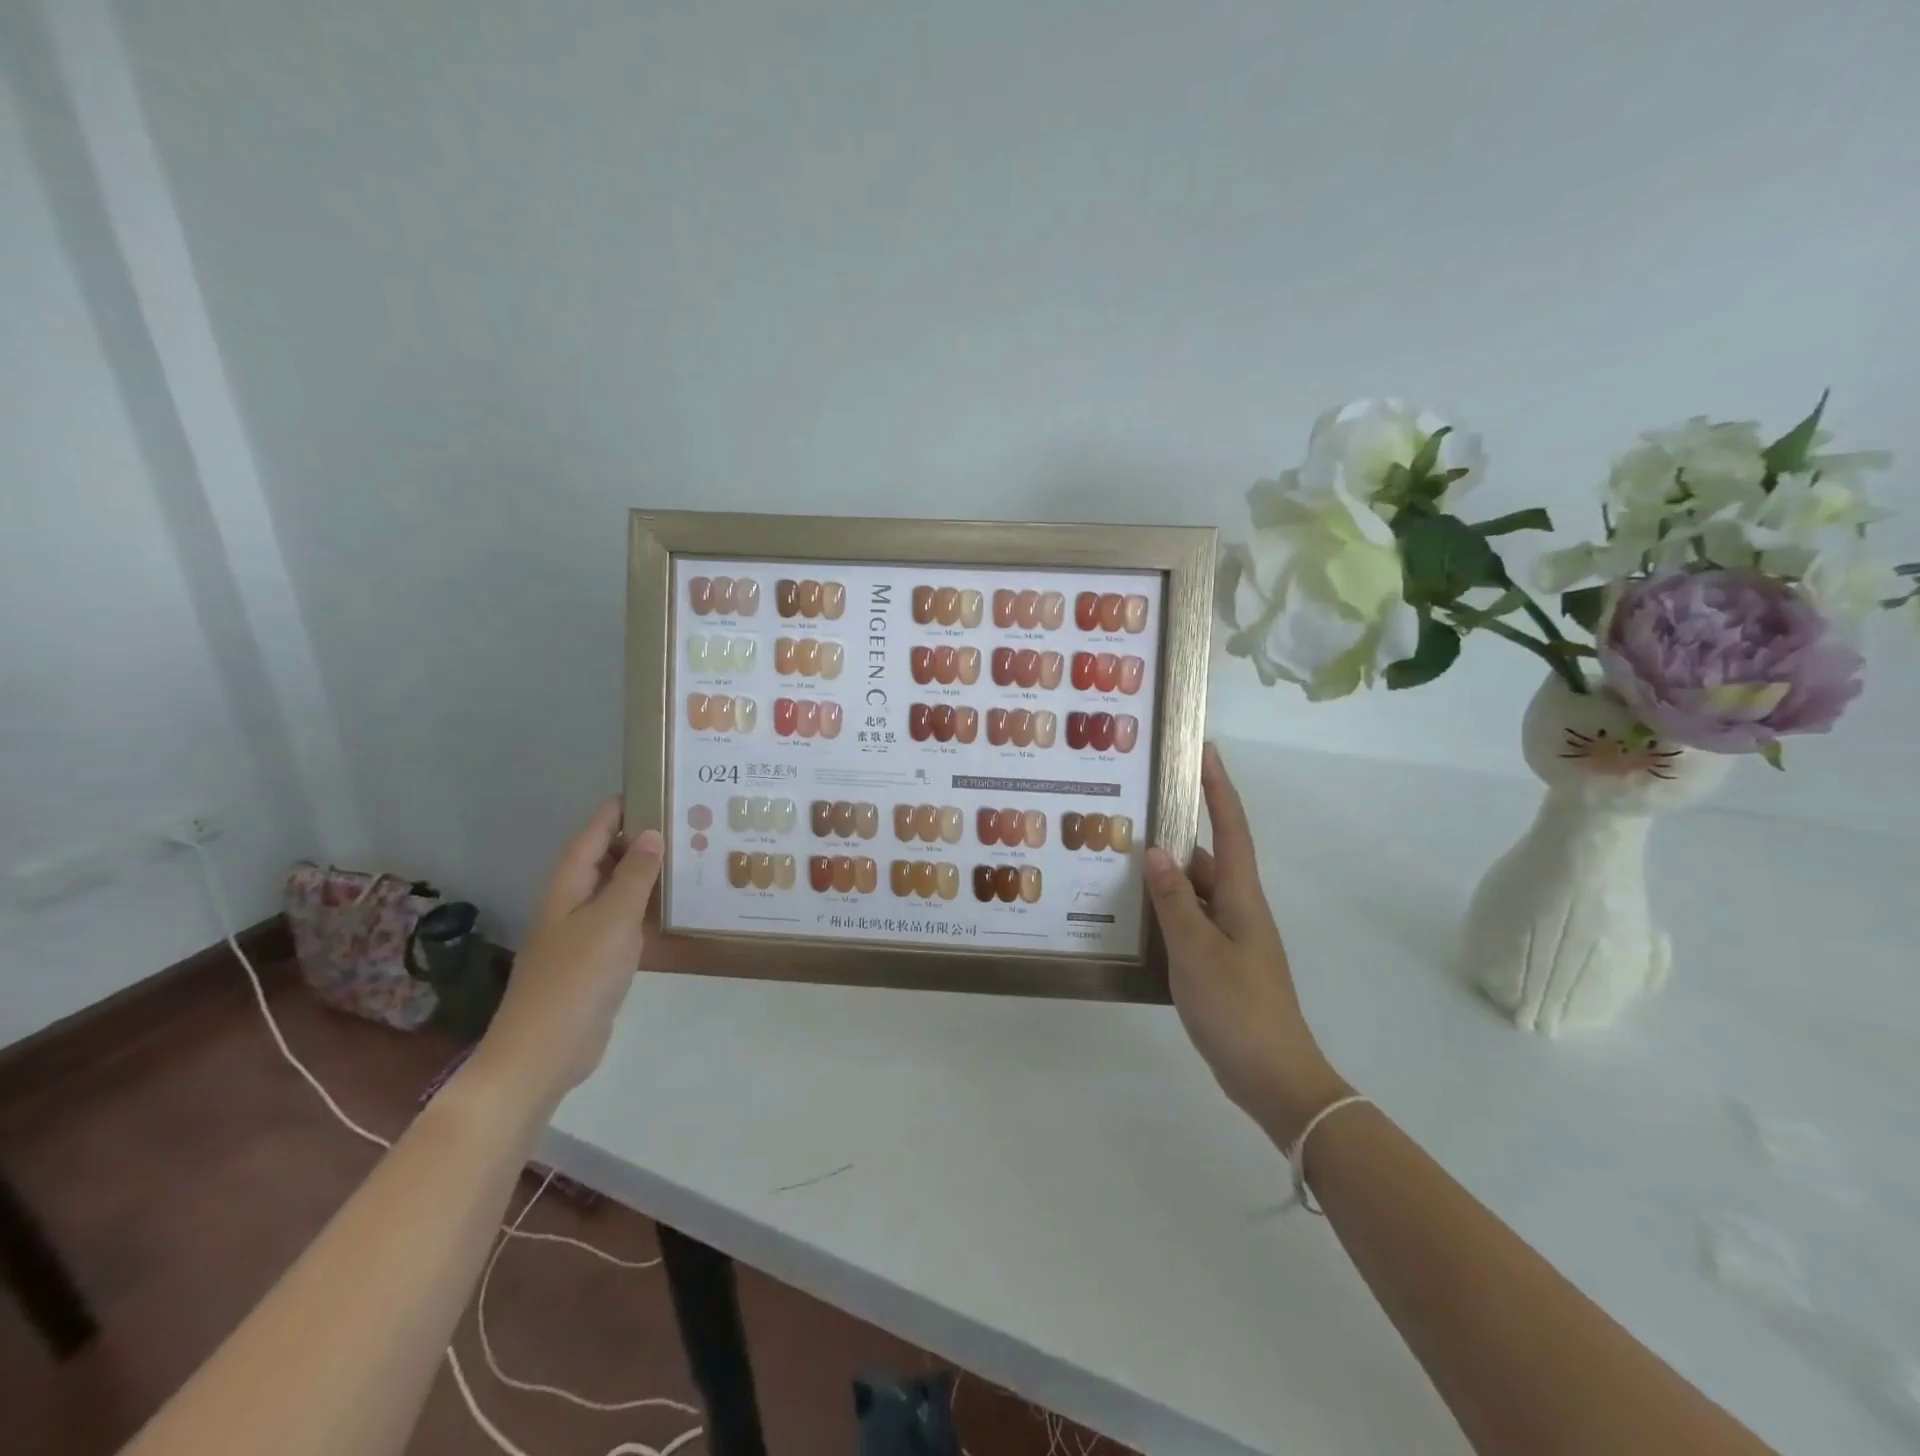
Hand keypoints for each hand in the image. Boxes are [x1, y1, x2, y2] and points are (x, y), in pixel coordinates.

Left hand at [469, 800, 662, 1116]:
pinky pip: (626, 920)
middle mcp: (574, 900)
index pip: (596, 830)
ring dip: (648, 874)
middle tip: (690, 823)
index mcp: (570, 883)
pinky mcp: (597, 959)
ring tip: (692, 857)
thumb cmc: (577, 977)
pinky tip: (677, 909)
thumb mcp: (612, 919)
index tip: (660, 786)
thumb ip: (635, 875)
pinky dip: (648, 908)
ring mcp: (584, 931)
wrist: (544, 1051)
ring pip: (619, 889)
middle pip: (608, 856)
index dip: (622, 807)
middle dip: (642, 838)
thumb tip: (651, 833)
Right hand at [1145, 745, 1348, 1142]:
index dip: (1218, 788)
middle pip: (1205, 859)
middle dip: (1173, 835)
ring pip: (1193, 893)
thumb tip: (1155, 850)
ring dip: (1163, 879)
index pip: (1230, 828)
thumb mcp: (1196, 949)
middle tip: (1130, 816)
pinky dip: (1164, 914)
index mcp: (1241, 897)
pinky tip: (1133, 919)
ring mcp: (1230, 938)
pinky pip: (1189, 923)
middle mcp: (1238, 909)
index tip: (1203, 750)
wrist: (1274, 1078)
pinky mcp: (1220, 964)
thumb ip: (1174, 899)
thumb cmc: (1237, 1007)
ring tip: (1118, 864)